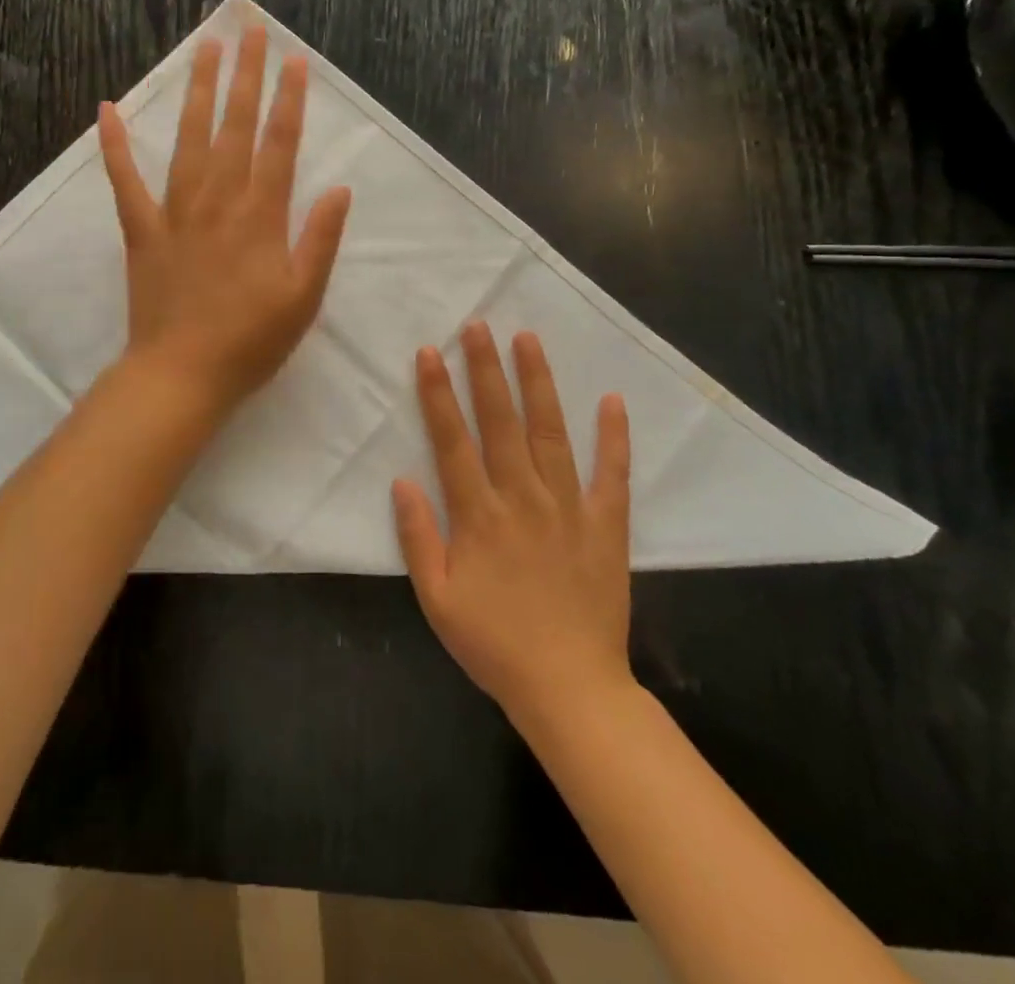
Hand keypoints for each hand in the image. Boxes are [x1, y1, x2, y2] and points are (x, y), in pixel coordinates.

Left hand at [98, 25, 351, 412]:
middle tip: (250, 29)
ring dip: (198, 92)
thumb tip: (339, 190)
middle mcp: (218, 201)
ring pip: (188, 139)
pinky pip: (125, 181)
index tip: (294, 60)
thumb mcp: (304, 297)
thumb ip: (321, 240)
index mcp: (260, 216)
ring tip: (205, 49)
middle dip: (246, 75)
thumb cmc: (251, 341)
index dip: (289, 100)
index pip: (279, 144)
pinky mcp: (141, 230)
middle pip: (234, 126)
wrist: (182, 373)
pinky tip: (106, 109)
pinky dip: (115, 145)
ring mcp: (175, 212)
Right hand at [393, 323, 635, 731]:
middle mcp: (522, 498)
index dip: (438, 394)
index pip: (452, 440)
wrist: (570, 688)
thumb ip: (418, 537)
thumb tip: (402, 480)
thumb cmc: (494, 643)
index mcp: (479, 515)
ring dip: (538, 384)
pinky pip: (611, 474)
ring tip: (528, 340)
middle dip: (485, 370)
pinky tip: (611, 400)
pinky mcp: (606, 524)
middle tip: (478, 325)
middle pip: (500, 422)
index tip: (430, 353)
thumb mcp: (436, 599)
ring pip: (550, 433)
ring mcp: (569, 508)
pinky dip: (613, 437)